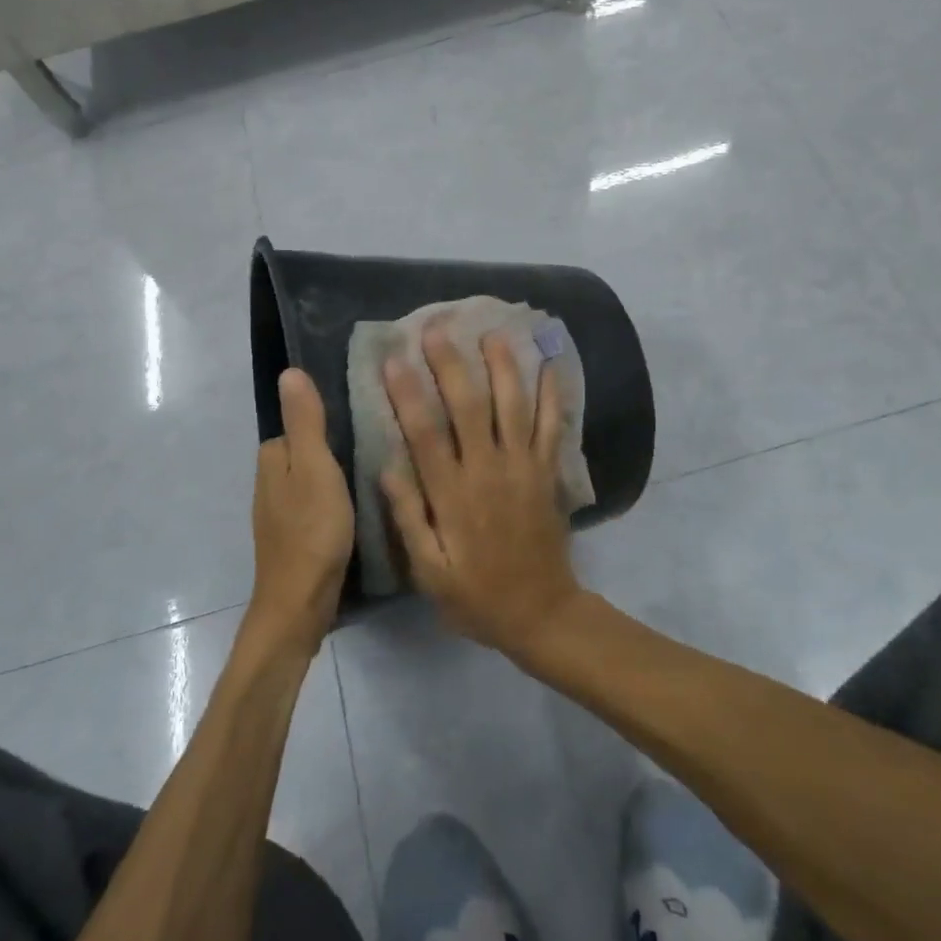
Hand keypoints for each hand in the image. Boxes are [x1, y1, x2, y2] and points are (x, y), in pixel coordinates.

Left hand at [248, 369, 353, 655]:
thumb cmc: (311, 531)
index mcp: (273, 458)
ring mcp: (281, 512)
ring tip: (377, 471)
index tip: (364, 415)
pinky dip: (336, 499)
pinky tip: (361, 505)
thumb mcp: (315, 467)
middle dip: (336, 444)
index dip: (330, 418)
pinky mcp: (296, 536)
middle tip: (378, 442)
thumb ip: (305, 421)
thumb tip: (288, 371)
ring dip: (338, 474)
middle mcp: (271, 481)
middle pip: (308, 449)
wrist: (300, 604)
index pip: (302, 422)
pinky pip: (318, 503)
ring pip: (314, 477)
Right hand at [381, 327, 580, 655]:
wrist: (541, 613)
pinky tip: (551, 365)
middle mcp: (488, 470)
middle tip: (437, 328)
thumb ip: (409, 518)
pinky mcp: (547, 472)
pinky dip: (553, 394)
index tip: (393, 359)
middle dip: (451, 364)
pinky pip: (552, 426)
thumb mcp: (429, 571)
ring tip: (492, 332)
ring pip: (512, 405)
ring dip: (503, 366)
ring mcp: (523, 467)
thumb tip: (386, 466)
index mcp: (453, 494)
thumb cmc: (476, 594)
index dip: (408, 394)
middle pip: (468, 406)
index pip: (425, 433)